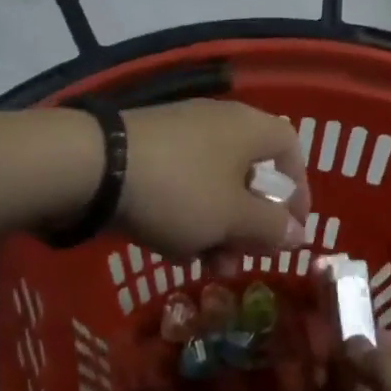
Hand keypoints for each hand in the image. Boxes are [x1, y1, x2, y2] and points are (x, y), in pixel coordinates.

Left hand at [116, 100, 309, 259]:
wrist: (92, 167)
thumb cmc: (180, 190)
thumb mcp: (232, 218)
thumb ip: (271, 227)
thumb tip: (298, 233)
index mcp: (249, 128)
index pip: (291, 150)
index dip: (299, 191)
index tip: (293, 229)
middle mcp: (218, 124)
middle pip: (250, 175)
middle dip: (250, 224)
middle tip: (244, 258)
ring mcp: (179, 135)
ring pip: (214, 186)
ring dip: (218, 230)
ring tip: (207, 267)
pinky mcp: (146, 151)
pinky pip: (181, 186)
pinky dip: (186, 217)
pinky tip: (173, 250)